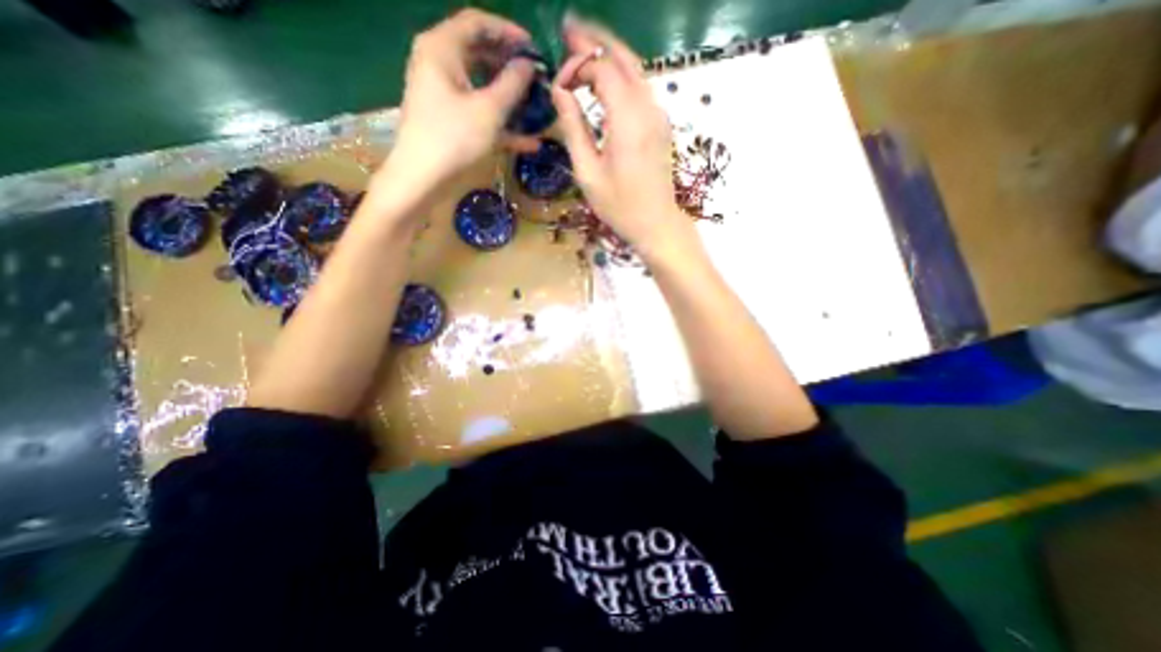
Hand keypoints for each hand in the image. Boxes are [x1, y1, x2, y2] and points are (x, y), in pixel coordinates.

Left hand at [382, 7, 544, 209]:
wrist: (422, 177)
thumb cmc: (454, 138)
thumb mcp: (490, 110)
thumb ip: (512, 84)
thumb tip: (528, 65)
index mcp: (442, 48)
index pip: (477, 23)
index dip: (507, 31)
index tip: (533, 48)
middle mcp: (438, 64)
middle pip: (478, 52)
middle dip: (509, 65)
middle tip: (535, 77)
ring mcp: (442, 93)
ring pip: (480, 85)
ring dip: (507, 95)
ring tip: (534, 106)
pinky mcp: (447, 119)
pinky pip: (476, 111)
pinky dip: (499, 122)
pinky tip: (527, 141)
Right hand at [550, 16, 691, 259]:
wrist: (655, 223)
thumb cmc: (619, 206)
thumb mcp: (588, 172)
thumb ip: (573, 127)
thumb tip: (560, 91)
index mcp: (627, 120)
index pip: (602, 69)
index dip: (577, 66)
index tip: (558, 84)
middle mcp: (648, 108)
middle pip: (623, 57)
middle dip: (595, 40)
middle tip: (568, 32)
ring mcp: (658, 114)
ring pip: (635, 68)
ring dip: (609, 55)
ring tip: (582, 50)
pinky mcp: (660, 124)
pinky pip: (641, 87)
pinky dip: (621, 75)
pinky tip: (604, 81)